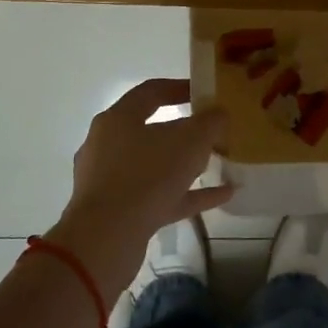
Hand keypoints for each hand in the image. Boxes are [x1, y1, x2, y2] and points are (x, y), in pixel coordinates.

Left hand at [50, 79, 233, 295]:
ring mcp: (110, 181)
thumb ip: (210, 123)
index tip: (205, 91)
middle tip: (214, 131)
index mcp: (118, 119)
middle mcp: (108, 146)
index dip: (180, 87)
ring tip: (219, 163)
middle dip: (186, 131)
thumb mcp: (190, 141)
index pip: (150, 92)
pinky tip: (222, 195)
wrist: (106, 239)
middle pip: (152, 130)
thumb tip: (219, 114)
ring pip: (155, 166)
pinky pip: (159, 196)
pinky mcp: (118, 212)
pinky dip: (188, 194)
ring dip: (187, 165)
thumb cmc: (147, 176)